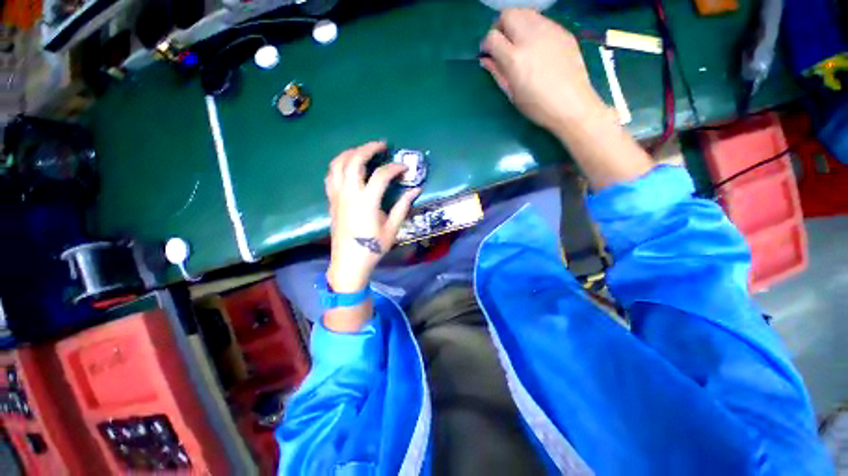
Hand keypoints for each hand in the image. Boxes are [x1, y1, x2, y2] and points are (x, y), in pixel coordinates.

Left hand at [325, 142, 419, 292]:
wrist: (349, 262)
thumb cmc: (373, 247)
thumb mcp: (392, 228)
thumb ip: (403, 206)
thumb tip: (416, 190)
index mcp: (367, 202)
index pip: (381, 175)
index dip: (395, 168)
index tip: (404, 169)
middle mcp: (349, 194)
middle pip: (354, 160)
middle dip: (368, 148)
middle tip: (381, 146)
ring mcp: (337, 196)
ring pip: (338, 164)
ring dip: (350, 152)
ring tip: (363, 151)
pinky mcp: (331, 200)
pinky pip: (330, 175)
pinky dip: (339, 165)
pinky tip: (348, 167)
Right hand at [480, 9, 606, 134]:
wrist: (572, 104)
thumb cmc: (537, 106)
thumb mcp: (512, 93)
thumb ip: (497, 72)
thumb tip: (485, 59)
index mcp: (515, 58)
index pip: (492, 37)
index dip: (487, 44)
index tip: (488, 53)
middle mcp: (530, 37)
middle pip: (508, 15)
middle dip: (500, 26)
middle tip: (503, 43)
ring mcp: (549, 30)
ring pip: (525, 12)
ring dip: (517, 23)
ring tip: (519, 42)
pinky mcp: (562, 30)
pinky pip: (541, 20)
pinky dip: (533, 27)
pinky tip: (537, 46)